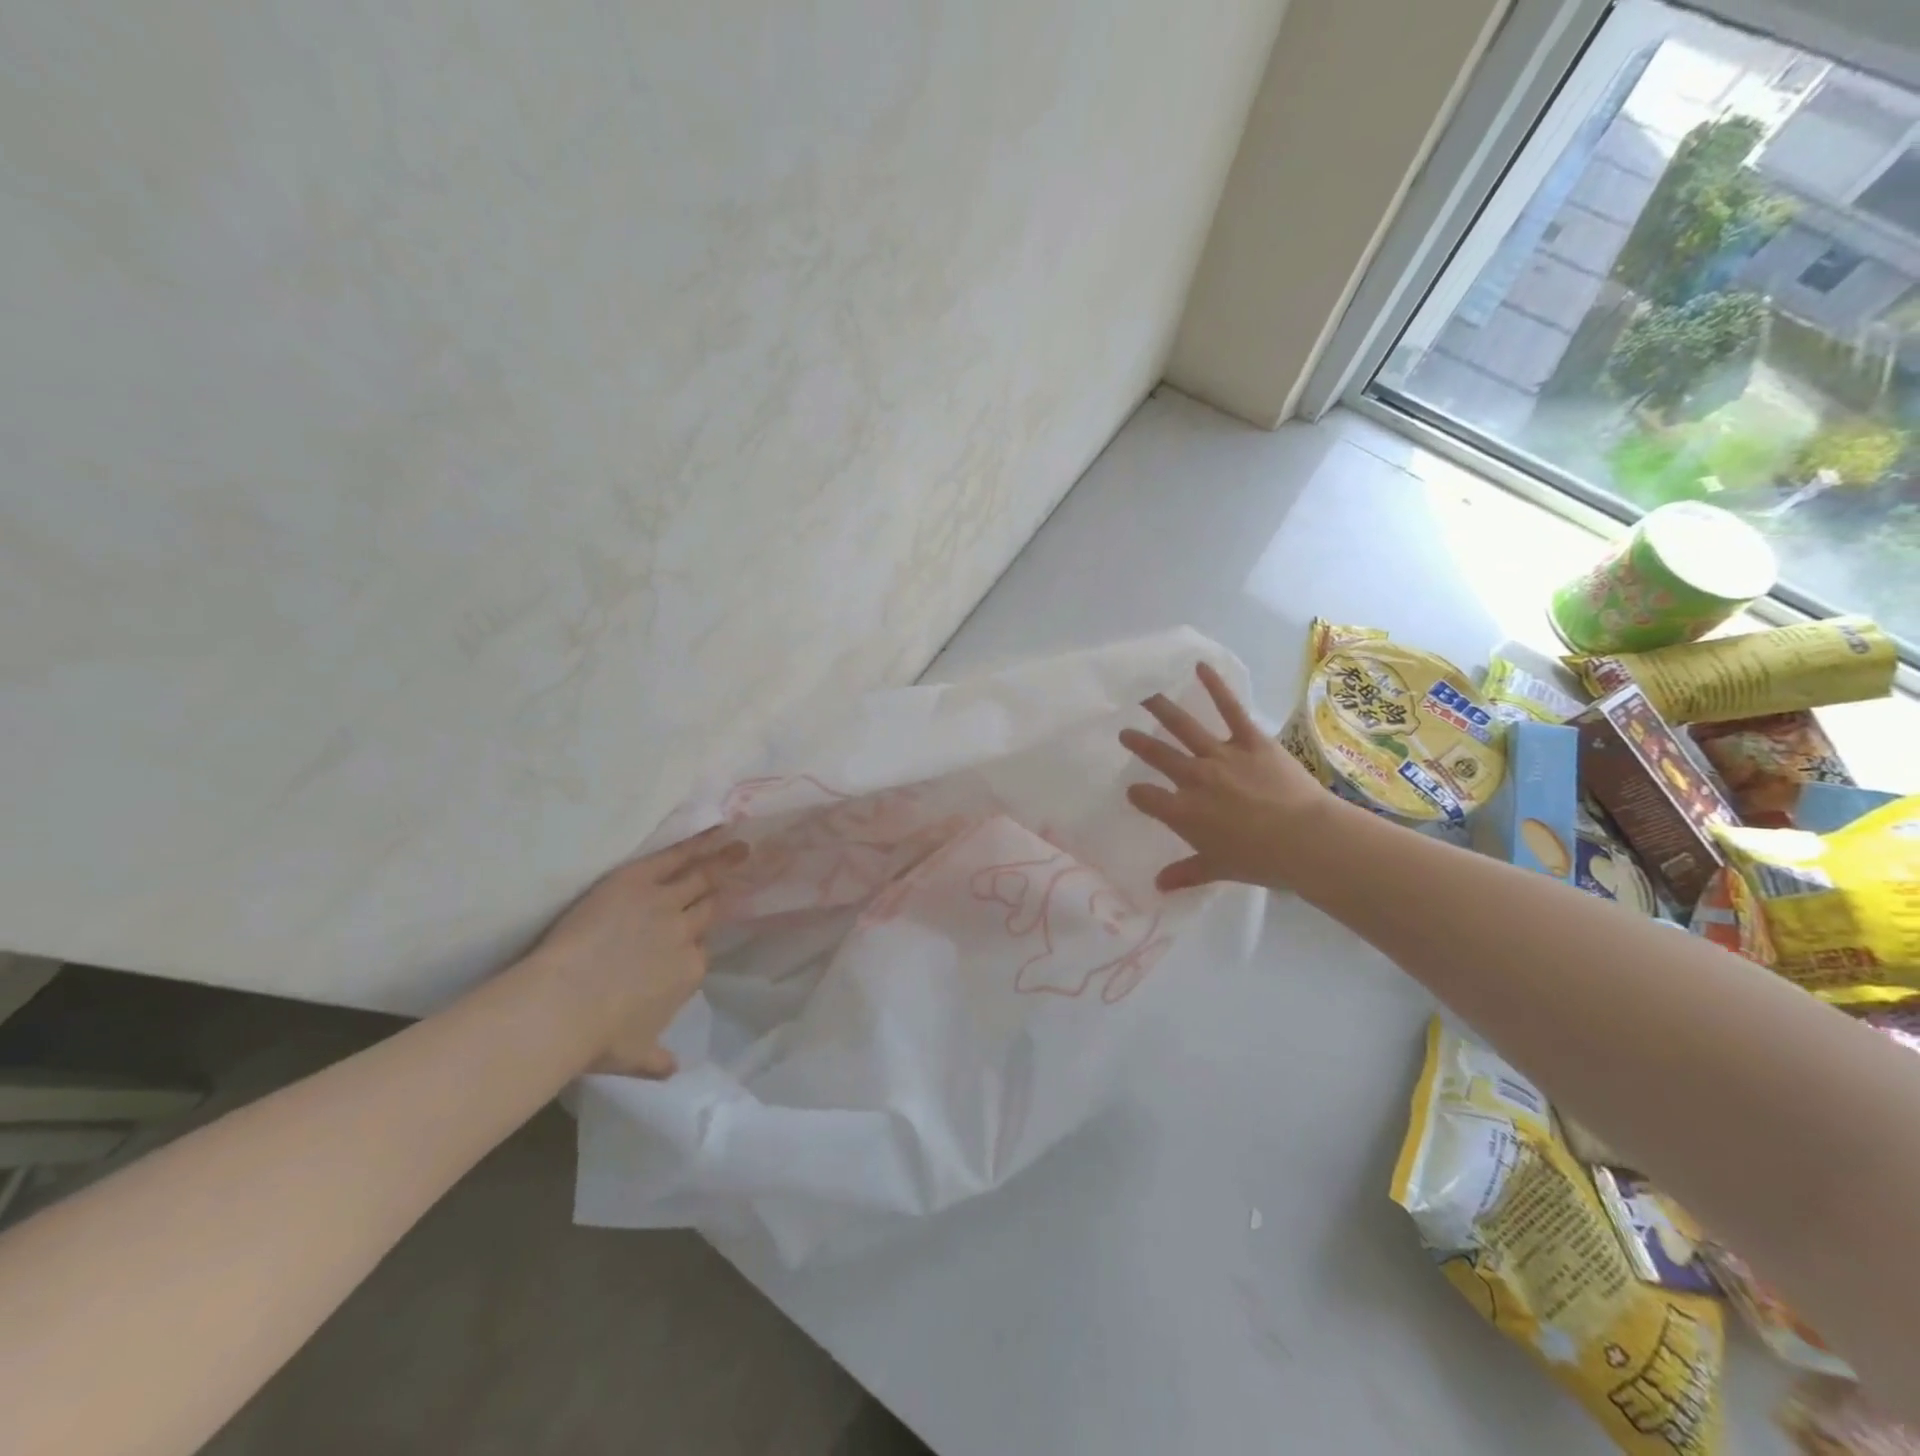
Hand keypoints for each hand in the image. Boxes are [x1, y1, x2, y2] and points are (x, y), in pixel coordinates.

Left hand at [527, 829, 749, 1076]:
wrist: (564, 1005)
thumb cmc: (595, 1036)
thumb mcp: (632, 1056)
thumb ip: (655, 1060)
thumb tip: (672, 1071)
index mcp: (688, 972)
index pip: (699, 951)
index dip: (692, 944)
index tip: (689, 938)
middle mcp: (685, 934)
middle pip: (707, 909)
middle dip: (721, 895)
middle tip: (737, 877)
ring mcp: (664, 904)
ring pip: (701, 878)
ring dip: (723, 862)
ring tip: (742, 847)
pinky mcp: (638, 881)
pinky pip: (677, 857)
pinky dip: (699, 843)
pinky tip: (718, 830)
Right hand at [1119, 662, 1333, 891]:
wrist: (1306, 840)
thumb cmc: (1261, 861)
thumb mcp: (1218, 870)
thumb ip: (1186, 873)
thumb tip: (1158, 886)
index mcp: (1182, 812)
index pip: (1147, 798)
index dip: (1138, 794)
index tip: (1135, 792)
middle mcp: (1193, 778)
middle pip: (1157, 755)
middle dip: (1138, 743)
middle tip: (1125, 732)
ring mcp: (1220, 755)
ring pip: (1183, 727)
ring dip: (1161, 710)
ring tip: (1145, 695)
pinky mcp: (1250, 740)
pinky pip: (1230, 709)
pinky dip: (1215, 686)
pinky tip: (1200, 667)